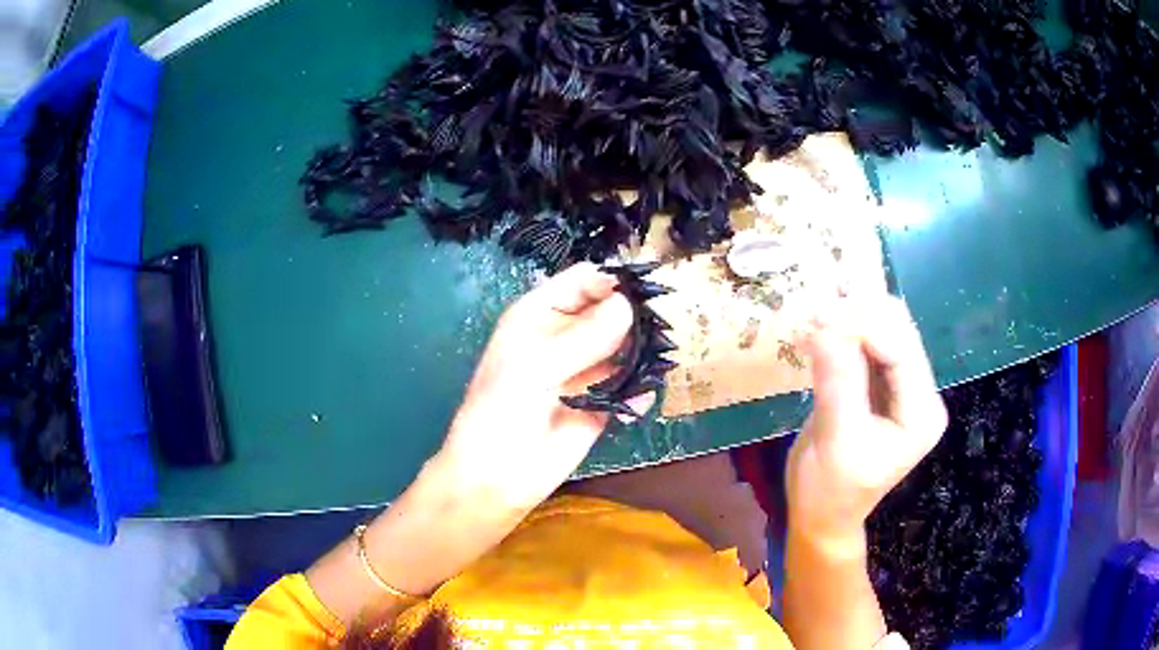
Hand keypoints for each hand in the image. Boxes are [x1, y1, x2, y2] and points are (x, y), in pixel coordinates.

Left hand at [432, 262, 643, 514]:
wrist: (496, 476)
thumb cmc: (500, 411)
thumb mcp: (535, 367)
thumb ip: (583, 337)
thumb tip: (629, 306)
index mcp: (541, 315)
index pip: (583, 281)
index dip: (613, 281)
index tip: (646, 291)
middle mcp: (567, 336)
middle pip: (612, 311)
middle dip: (636, 318)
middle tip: (660, 330)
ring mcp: (586, 370)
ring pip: (627, 348)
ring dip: (643, 354)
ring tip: (655, 365)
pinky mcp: (602, 403)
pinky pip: (630, 388)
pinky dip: (639, 392)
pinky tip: (638, 402)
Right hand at [786, 295, 947, 551]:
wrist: (822, 515)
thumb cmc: (830, 490)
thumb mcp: (836, 441)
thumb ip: (837, 383)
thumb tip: (823, 324)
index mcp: (922, 412)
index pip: (901, 350)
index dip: (863, 325)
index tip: (819, 313)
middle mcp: (920, 392)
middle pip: (896, 332)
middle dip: (857, 316)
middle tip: (813, 310)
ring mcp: (901, 387)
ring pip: (881, 331)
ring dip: (848, 319)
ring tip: (813, 314)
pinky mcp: (880, 384)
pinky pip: (865, 345)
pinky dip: (841, 333)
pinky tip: (817, 329)